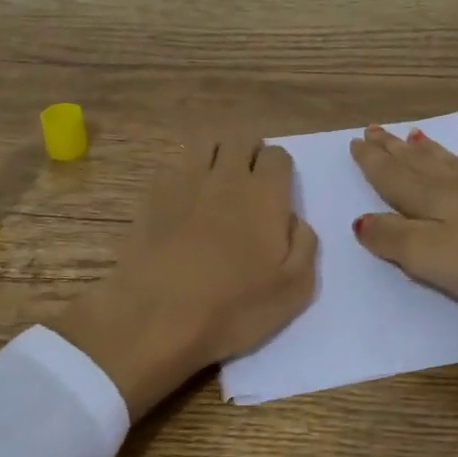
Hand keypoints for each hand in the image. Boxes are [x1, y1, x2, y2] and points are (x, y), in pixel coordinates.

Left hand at [54, 135, 317, 419]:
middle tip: (250, 182)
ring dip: (217, 154)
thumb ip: (304, 245)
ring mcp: (186, 181)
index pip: (278, 155)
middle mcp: (227, 176)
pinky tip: (183, 201)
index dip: (280, 169)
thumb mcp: (294, 289)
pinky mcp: (153, 195)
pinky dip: (184, 174)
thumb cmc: (233, 308)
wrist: (156, 317)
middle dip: (250, 153)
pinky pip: (174, 166)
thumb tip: (294, 219)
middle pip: (242, 139)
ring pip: (206, 143)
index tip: (277, 192)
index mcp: (265, 195)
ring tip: (217, 182)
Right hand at [348, 126, 457, 350]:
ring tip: (416, 135)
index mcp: (433, 201)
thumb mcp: (429, 256)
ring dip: (433, 151)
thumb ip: (393, 238)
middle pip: (420, 165)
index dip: (373, 162)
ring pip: (456, 165)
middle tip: (375, 129)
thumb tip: (361, 221)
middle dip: (395, 149)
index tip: (356, 141)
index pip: (394, 177)